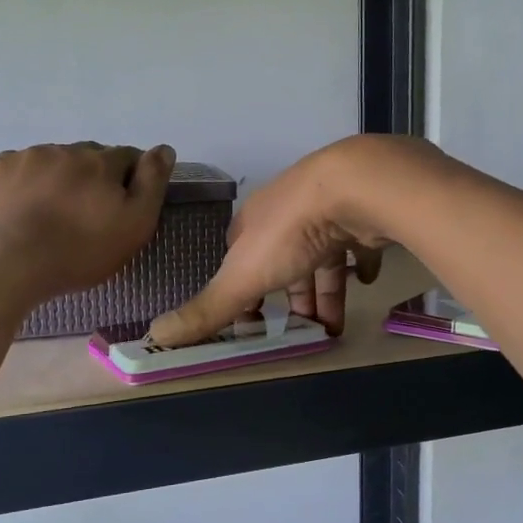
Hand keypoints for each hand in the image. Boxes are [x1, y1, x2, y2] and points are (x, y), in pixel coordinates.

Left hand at [0, 142, 175, 304]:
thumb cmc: (79, 251)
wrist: (6, 261)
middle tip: (86, 215)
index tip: (121, 207)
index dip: (129, 180)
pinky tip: (23, 209)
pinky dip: (27, 182)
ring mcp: (30, 156)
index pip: (128, 157)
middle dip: (93, 178)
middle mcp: (68, 149)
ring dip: (60, 179)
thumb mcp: (134, 225)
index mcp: (103, 161)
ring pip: (55, 161)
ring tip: (51, 215)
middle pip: (90, 158)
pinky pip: (22, 168)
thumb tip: (164, 149)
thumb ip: (152, 183)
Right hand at [149, 136, 436, 345]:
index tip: (252, 321)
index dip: (242, 290)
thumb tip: (155, 334)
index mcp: (254, 223)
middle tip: (300, 331)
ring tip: (333, 327)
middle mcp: (288, 213)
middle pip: (283, 260)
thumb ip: (206, 308)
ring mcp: (327, 210)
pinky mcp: (362, 213)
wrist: (355, 188)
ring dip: (324, 290)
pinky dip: (361, 264)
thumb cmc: (291, 233)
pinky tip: (367, 281)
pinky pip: (360, 243)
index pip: (239, 259)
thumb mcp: (242, 277)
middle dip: (289, 296)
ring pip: (322, 256)